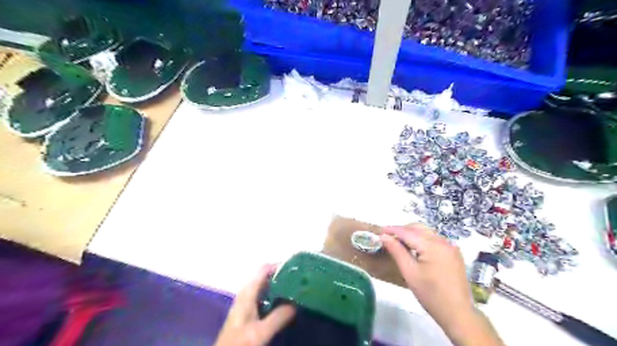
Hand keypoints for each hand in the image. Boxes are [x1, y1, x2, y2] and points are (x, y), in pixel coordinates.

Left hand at [215, 265, 296, 345]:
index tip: (297, 270)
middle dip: (283, 277)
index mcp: (248, 291)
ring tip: (297, 291)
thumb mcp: (261, 332)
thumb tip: (297, 301)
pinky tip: (286, 305)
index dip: (280, 266)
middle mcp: (247, 293)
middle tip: (300, 282)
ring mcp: (247, 302)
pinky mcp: (248, 312)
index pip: (265, 268)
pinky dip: (275, 297)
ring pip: (266, 287)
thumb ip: (279, 316)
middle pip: (266, 276)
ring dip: (280, 288)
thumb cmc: (239, 343)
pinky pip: (265, 297)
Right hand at [382, 224, 505, 345]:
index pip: (408, 232)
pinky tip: (416, 250)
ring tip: (400, 243)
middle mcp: (443, 241)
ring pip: (427, 233)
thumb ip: (396, 251)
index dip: (393, 230)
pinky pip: (435, 240)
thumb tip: (384, 236)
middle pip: (419, 228)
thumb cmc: (430, 294)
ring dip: (412, 234)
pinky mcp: (454, 253)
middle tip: (389, 237)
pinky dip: (422, 240)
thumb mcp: (409, 272)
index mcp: (432, 245)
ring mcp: (450, 247)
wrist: (457, 313)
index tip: (380, 231)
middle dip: (403, 230)